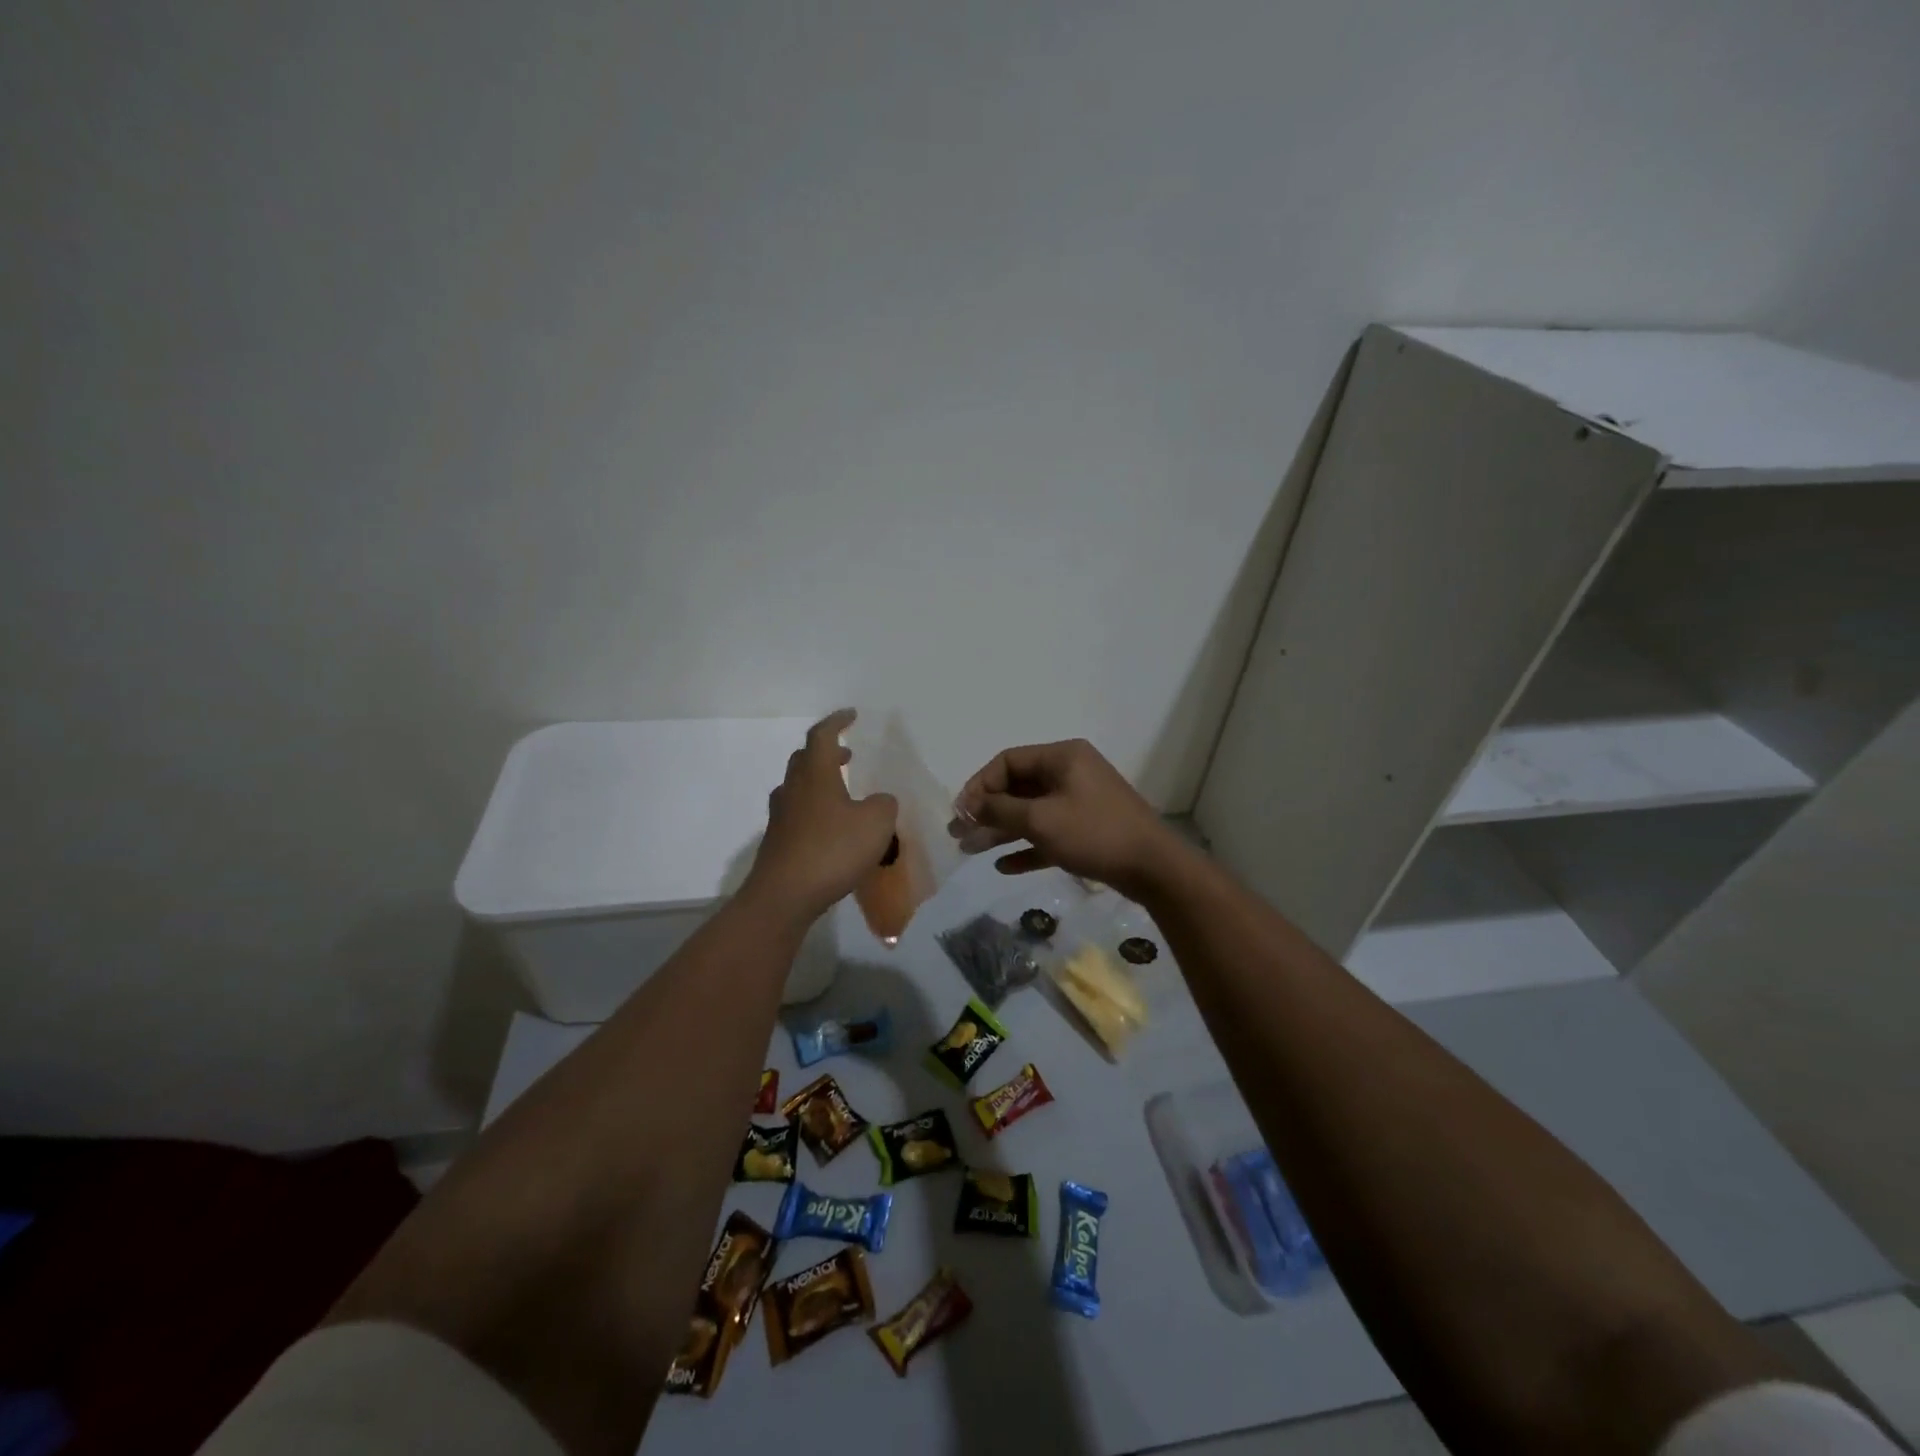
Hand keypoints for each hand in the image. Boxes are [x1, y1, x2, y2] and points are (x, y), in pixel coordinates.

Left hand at [746, 710, 898, 922]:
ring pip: (798, 787)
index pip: (822, 736)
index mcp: (815, 775)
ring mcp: (781, 816)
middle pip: (804, 759)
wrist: (784, 896)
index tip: (851, 715)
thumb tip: (879, 801)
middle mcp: (793, 789)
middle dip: (826, 752)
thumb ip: (883, 805)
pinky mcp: (778, 842)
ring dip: (819, 781)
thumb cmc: (832, 851)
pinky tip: (830, 828)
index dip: (837, 722)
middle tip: (847, 755)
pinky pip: (797, 814)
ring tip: (841, 792)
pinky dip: (815, 810)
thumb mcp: (876, 824)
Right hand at [952, 739, 1186, 897]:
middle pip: (1017, 787)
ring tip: (971, 851)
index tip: (961, 812)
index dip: (979, 785)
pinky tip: (1003, 866)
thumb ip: (1001, 811)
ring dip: (1001, 831)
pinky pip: (1048, 833)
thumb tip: (970, 807)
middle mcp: (1070, 773)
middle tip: (959, 834)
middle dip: (987, 811)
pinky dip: (1027, 846)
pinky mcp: (1087, 829)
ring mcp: (1080, 802)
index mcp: (1062, 757)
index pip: (1008, 761)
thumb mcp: (1041, 820)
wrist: (1154, 868)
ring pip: (1031, 812)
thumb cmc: (1094, 833)